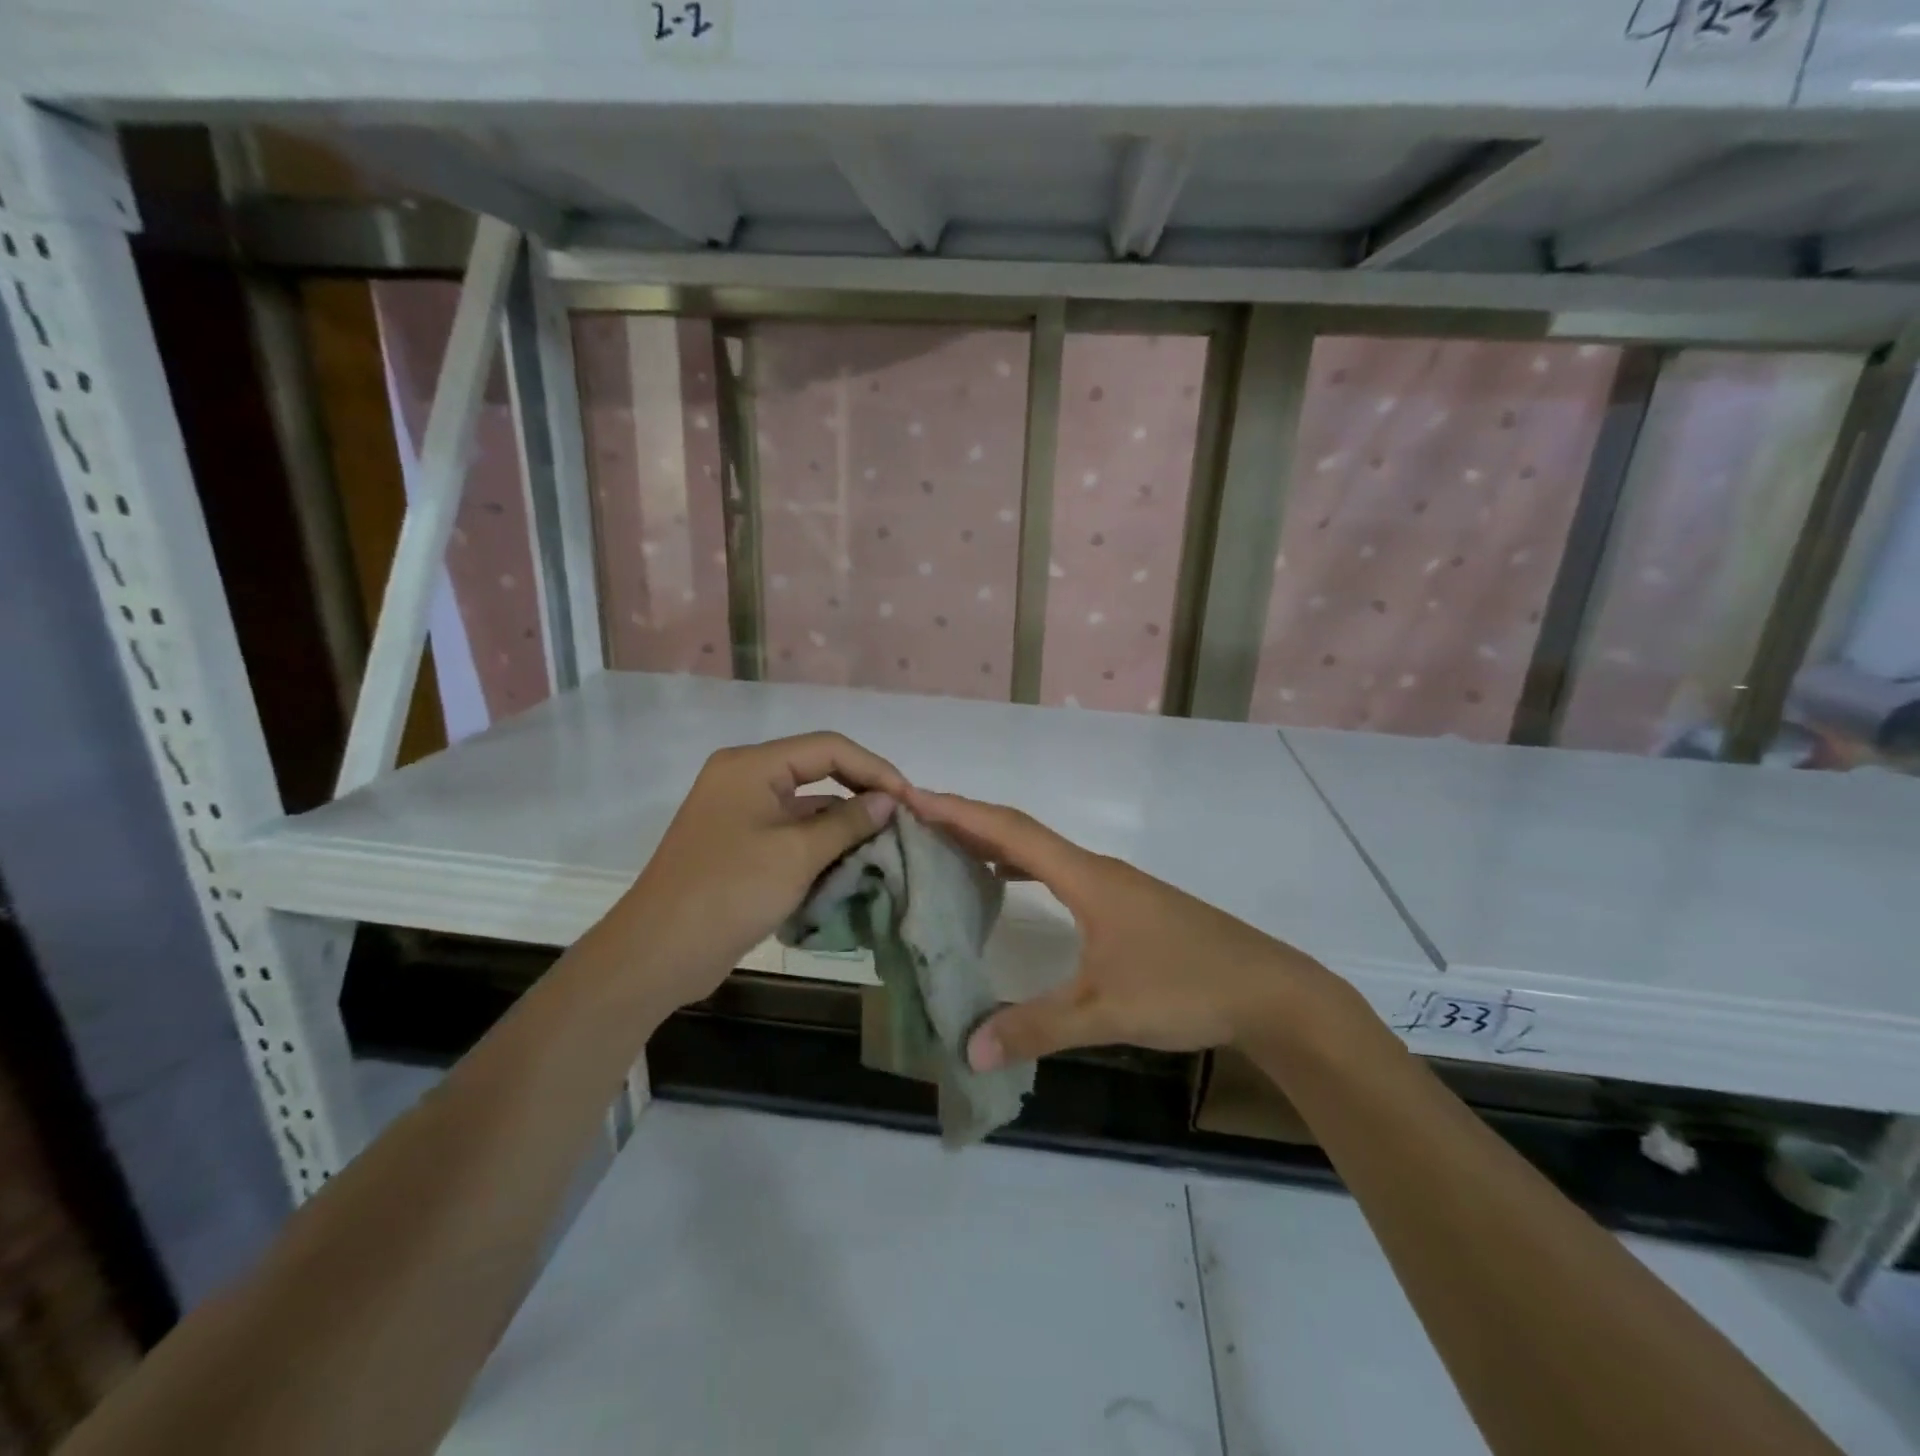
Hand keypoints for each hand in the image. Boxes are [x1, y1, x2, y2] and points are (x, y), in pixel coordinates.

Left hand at [606, 733, 908, 1010]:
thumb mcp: (797, 854)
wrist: (659, 953)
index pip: (829, 748)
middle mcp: (745, 779)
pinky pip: (791, 833)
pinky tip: (852, 864)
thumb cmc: (730, 892)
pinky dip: (822, 845)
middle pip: (818, 771)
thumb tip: (888, 801)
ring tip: (886, 844)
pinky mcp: (741, 846)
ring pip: (807, 806)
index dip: (874, 769)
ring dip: (844, 823)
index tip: (909, 799)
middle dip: (861, 794)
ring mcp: (741, 814)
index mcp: (752, 766)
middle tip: (901, 820)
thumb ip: (848, 822)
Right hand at [908, 789, 1340, 1069]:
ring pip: (1041, 851)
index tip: (912, 797)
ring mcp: (1114, 885)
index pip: (1010, 832)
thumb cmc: (1186, 987)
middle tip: (915, 818)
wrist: (1269, 991)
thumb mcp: (1106, 1012)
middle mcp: (1095, 870)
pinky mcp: (1126, 905)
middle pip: (1021, 831)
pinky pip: (1058, 871)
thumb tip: (968, 1047)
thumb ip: (1036, 1028)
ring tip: (948, 844)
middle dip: (967, 820)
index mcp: (1085, 877)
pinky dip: (1022, 866)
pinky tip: (1008, 883)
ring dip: (994, 841)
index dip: (959, 812)